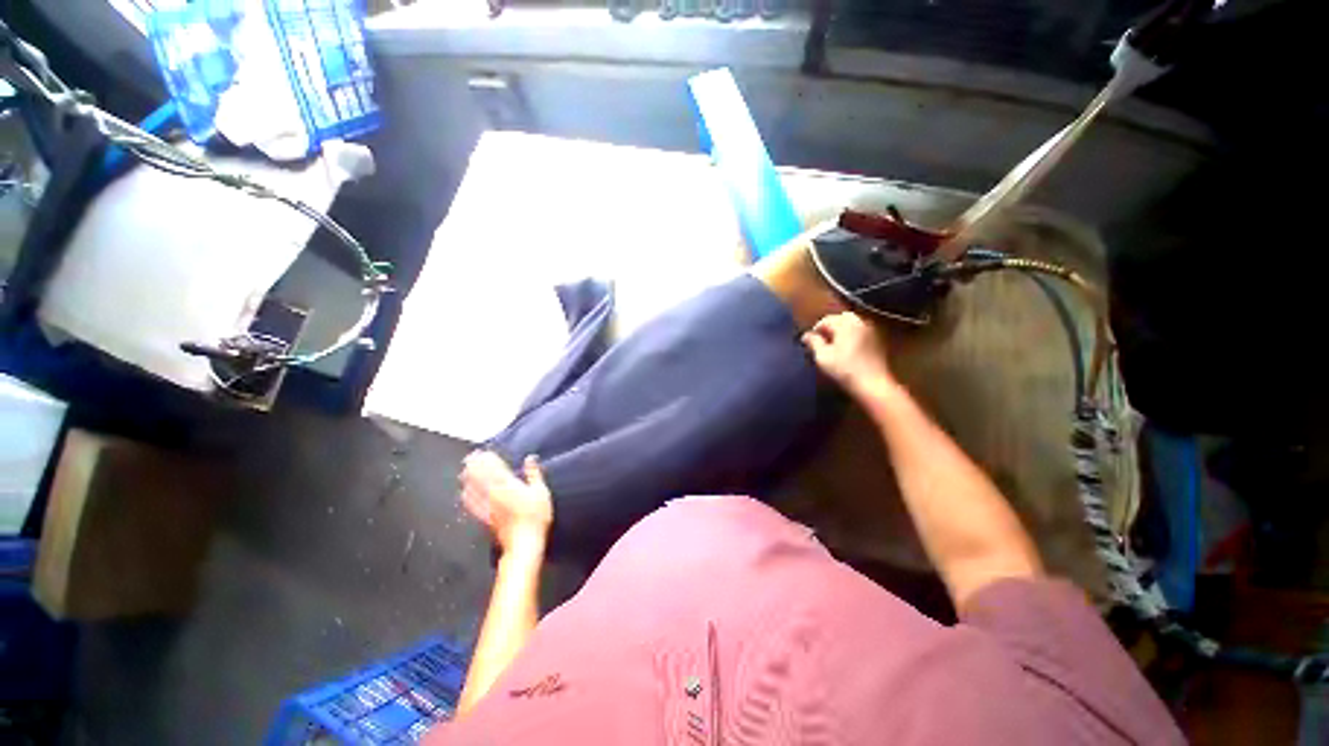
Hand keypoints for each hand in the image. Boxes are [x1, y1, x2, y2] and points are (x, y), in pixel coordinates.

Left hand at [460, 452, 552, 554]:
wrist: (524, 542)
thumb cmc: (536, 516)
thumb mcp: (541, 491)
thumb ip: (534, 474)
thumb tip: (530, 458)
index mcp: (509, 485)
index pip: (495, 468)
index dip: (488, 459)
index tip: (483, 451)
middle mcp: (495, 494)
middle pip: (482, 476)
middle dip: (475, 466)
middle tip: (469, 457)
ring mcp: (488, 507)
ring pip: (475, 489)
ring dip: (469, 479)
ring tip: (464, 470)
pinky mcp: (485, 518)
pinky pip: (473, 505)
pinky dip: (467, 497)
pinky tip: (463, 494)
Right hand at [802, 312, 897, 398]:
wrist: (873, 384)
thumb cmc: (844, 370)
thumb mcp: (823, 357)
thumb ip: (813, 342)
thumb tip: (806, 335)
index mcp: (845, 324)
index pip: (826, 320)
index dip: (815, 329)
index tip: (809, 341)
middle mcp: (859, 322)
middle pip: (841, 318)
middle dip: (830, 326)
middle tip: (822, 340)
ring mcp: (871, 330)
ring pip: (853, 323)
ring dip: (842, 329)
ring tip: (834, 343)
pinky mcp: (877, 340)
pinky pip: (861, 330)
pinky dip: (852, 334)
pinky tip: (847, 347)